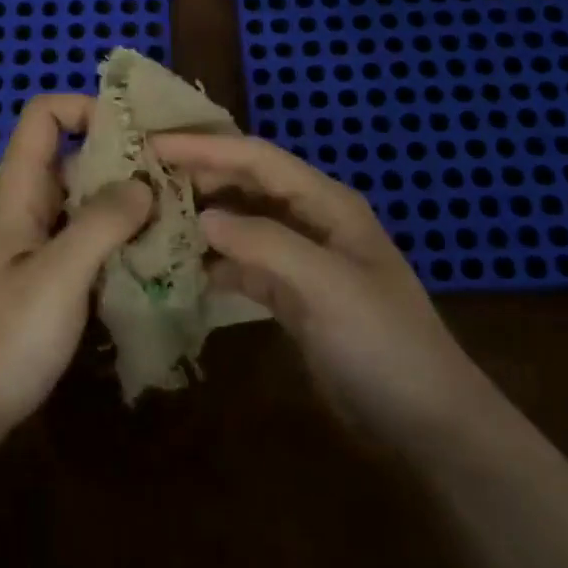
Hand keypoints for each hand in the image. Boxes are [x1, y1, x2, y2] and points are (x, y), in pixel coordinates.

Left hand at [0, 94, 151, 441]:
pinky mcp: (41, 280)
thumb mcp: (57, 277)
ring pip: (83, 203)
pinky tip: (151, 262)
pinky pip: (83, 242)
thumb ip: (101, 222)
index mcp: (15, 191)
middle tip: (177, 182)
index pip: (44, 115)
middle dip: (123, 162)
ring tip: (177, 220)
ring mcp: (31, 245)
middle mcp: (23, 208)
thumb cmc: (0, 340)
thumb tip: (143, 183)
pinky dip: (115, 243)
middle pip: (73, 158)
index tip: (139, 133)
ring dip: (125, 207)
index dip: (87, 108)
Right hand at [151, 133, 491, 456]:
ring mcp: (301, 259)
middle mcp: (311, 220)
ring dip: (202, 217)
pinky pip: (244, 265)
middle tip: (142, 176)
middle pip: (246, 184)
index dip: (206, 147)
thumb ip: (264, 243)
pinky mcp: (291, 297)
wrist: (426, 423)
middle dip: (198, 175)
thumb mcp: (326, 285)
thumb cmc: (382, 342)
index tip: (153, 144)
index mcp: (326, 202)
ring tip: (151, 215)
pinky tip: (181, 268)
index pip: (257, 158)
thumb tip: (202, 217)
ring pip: (242, 223)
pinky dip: (214, 262)